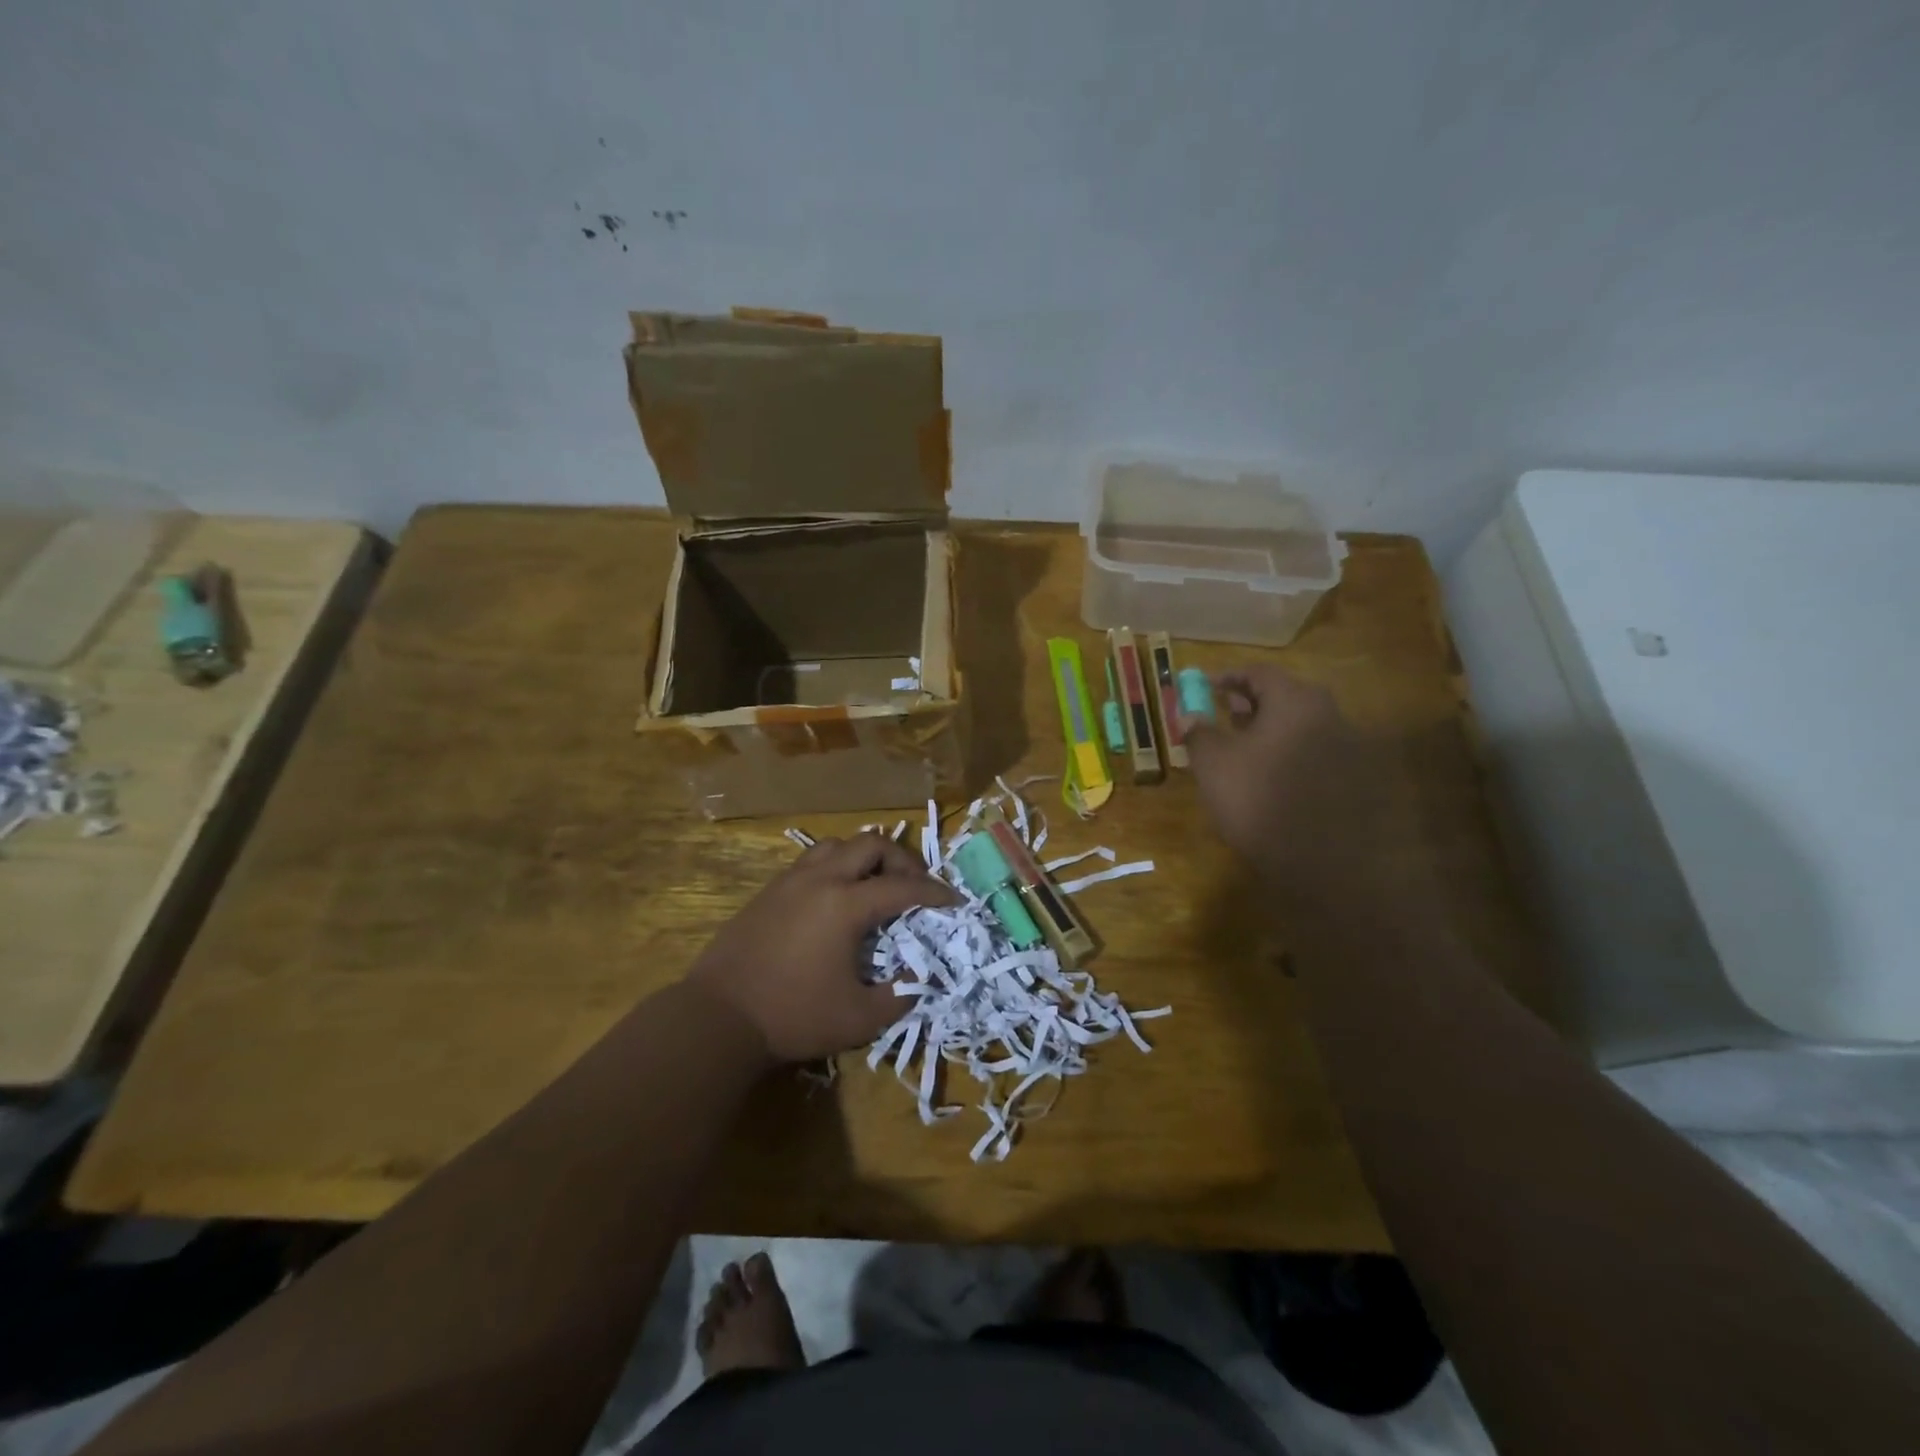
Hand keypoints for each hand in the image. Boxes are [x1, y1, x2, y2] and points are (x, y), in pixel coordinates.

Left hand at [685, 833, 957, 1063]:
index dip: (935, 893)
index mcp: (845, 905)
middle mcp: (820, 880)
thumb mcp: (859, 1018)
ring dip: (865, 857)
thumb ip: (900, 995)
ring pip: (837, 845)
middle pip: (871, 845)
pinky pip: (812, 861)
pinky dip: (837, 867)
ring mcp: (790, 881)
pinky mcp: (769, 891)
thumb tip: (921, 978)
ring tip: (877, 884)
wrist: (718, 1017)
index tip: (955, 901)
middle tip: (916, 887)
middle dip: (902, 860)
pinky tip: (838, 897)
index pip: (903, 887)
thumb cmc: (792, 1016)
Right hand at [1180, 665, 1416, 908]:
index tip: (1205, 686)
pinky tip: (1269, 775)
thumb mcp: (1213, 764)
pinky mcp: (1354, 778)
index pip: (1259, 673)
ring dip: (1269, 729)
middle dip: (1250, 702)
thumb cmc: (1258, 799)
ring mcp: (1347, 747)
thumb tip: (1187, 713)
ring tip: (1241, 747)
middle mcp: (1328, 714)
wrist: (1321, 861)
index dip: (1228, 677)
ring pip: (1300, 725)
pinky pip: (1313, 751)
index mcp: (1295, 701)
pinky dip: (1287, 752)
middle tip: (1223, 712)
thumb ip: (1198, 731)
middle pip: (1284, 696)